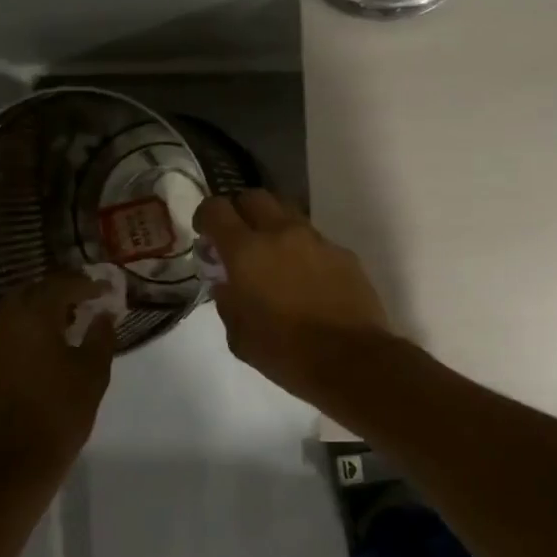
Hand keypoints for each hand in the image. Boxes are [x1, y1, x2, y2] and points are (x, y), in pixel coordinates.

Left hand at [0, 273, 115, 498]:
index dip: (84, 283)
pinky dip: (11, 344)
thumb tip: (103, 314)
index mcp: (33, 318)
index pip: (60, 285)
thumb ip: (101, 336)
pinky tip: (26, 362)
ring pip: (4, 319)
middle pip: (26, 293)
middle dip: (52, 293)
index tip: (102, 289)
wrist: (11, 469)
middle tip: (76, 303)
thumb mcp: (93, 375)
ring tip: (52, 331)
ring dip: (29, 317)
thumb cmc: (60, 416)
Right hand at [194, 191, 394, 400]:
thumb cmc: (286, 352)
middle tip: (237, 238)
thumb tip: (227, 284)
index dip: (205, 215)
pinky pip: (314, 239)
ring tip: (272, 256)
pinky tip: (305, 278)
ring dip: (273, 226)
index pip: (216, 209)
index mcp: (246, 251)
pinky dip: (302, 249)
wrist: (352, 359)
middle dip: (240, 211)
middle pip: (254, 197)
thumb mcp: (239, 337)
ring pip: (287, 213)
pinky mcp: (343, 253)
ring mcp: (316, 240)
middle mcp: (281, 233)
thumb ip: (228, 301)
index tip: (204, 232)